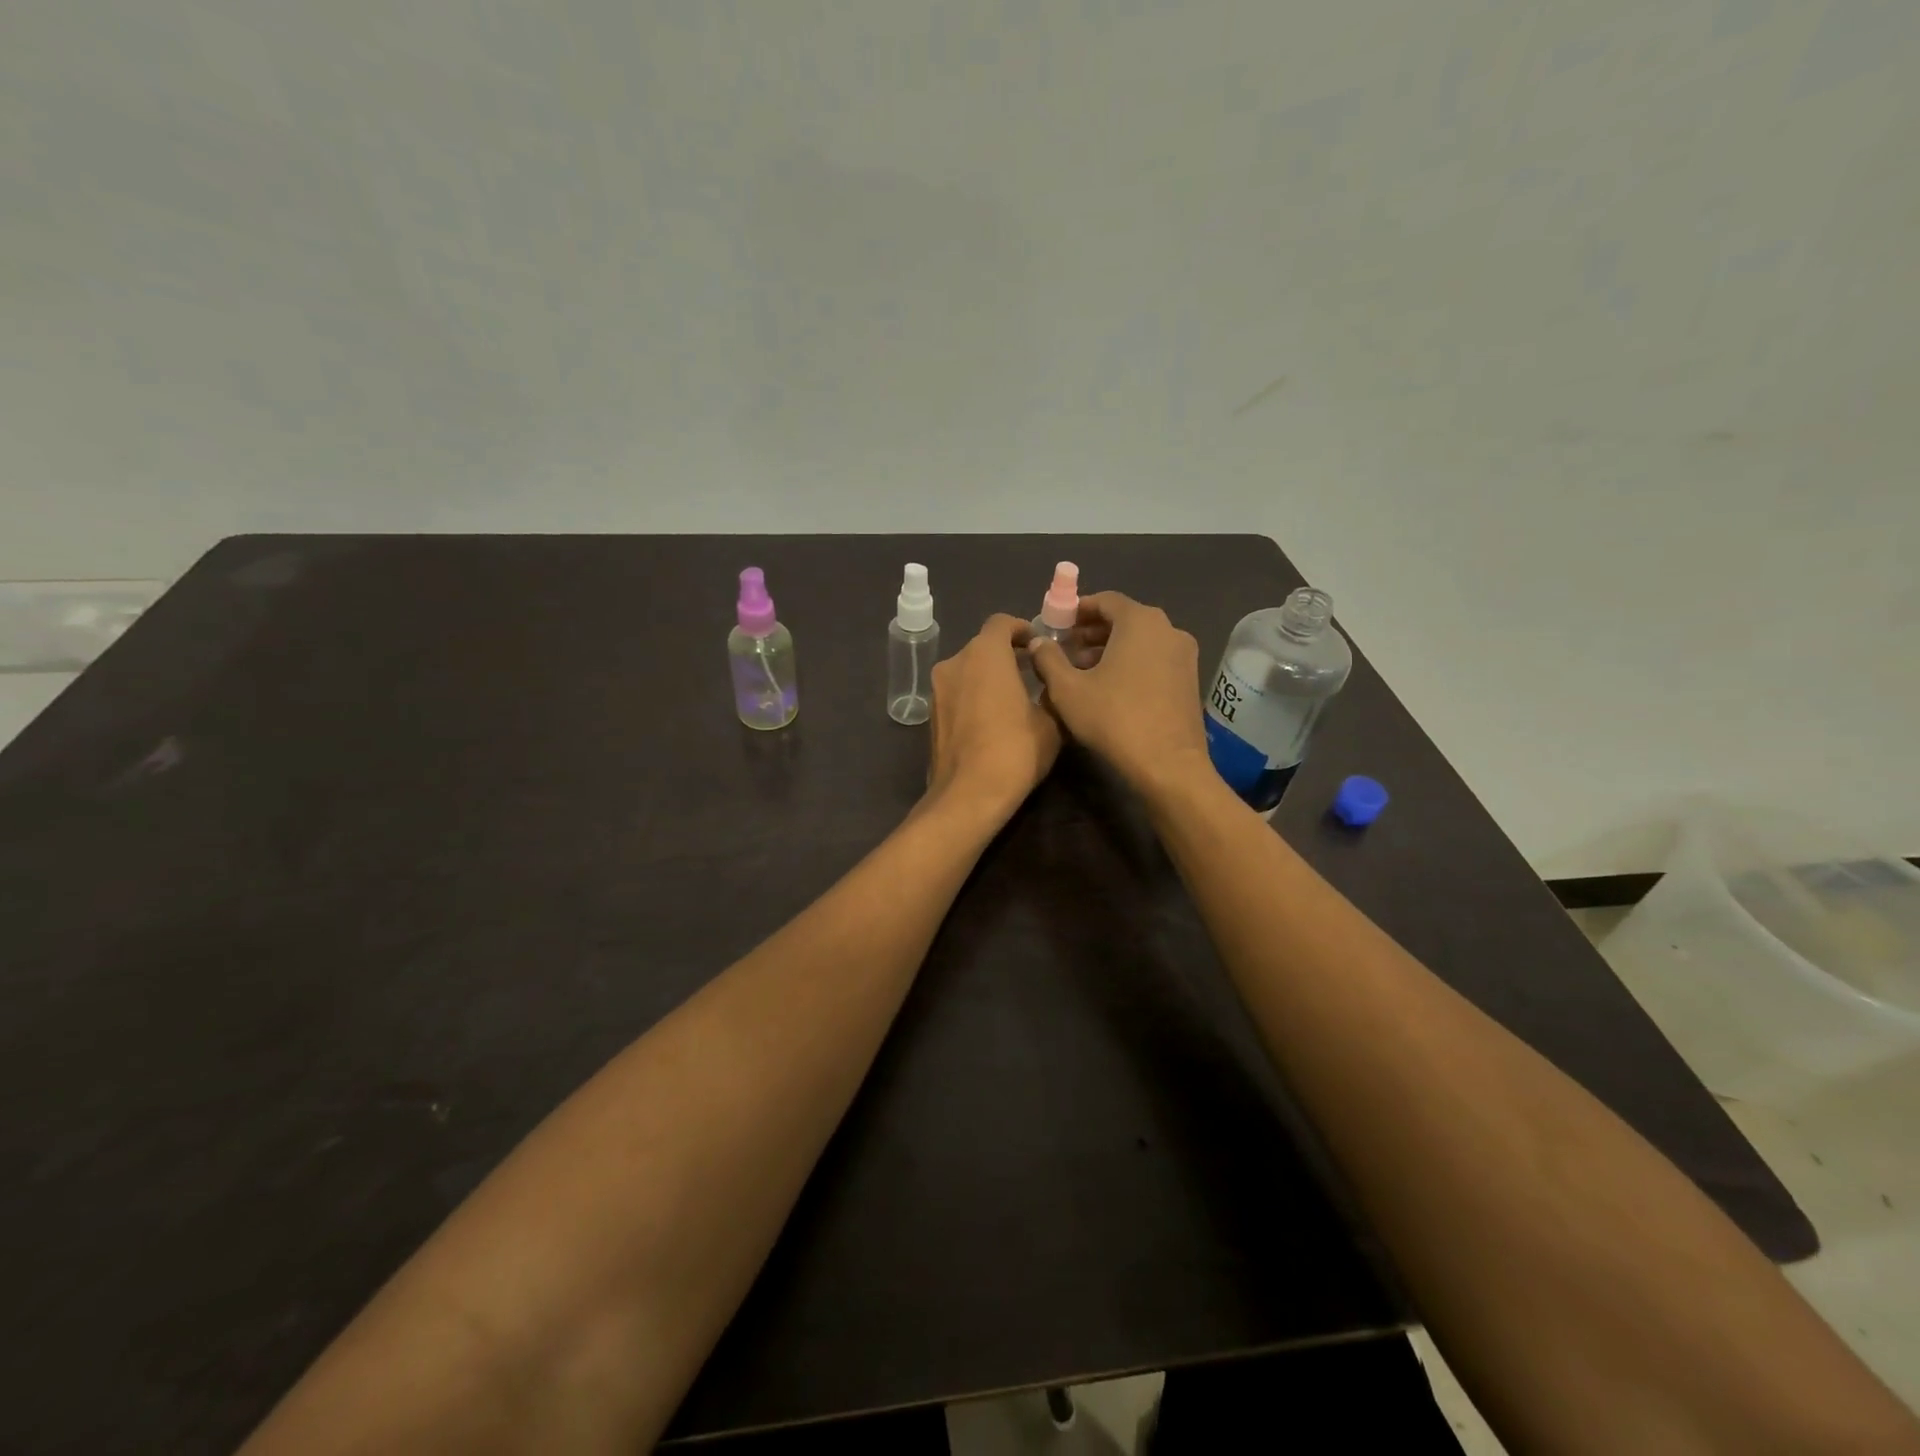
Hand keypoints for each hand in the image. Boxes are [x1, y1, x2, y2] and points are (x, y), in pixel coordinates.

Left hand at [926, 614, 1061, 818]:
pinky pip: (956, 693)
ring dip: (988, 676)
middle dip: (1006, 655)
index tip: (1038, 645)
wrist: (968, 795)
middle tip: (1031, 672)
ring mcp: (937, 690)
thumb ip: (1050, 693)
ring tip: (1014, 698)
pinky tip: (992, 720)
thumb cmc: (1015, 750)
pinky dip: (973, 696)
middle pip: (982, 646)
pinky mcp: (931, 716)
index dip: (1022, 629)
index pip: (1001, 623)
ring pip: (967, 670)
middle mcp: (955, 663)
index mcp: (984, 654)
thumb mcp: (1051, 722)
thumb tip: (1050, 684)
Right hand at [1026, 592, 1209, 796]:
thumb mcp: (1067, 690)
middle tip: (1064, 649)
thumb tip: (1038, 642)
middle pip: (1124, 619)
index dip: (1077, 610)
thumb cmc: (1114, 719)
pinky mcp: (1190, 680)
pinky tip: (1109, 688)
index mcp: (1140, 621)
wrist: (1168, 765)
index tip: (1056, 625)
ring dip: (1110, 649)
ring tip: (1081, 671)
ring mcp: (1184, 655)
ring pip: (1140, 641)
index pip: (1105, 600)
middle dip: (1091, 632)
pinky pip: (1154, 659)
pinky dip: (1131, 663)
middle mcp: (1168, 629)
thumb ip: (1048, 659)